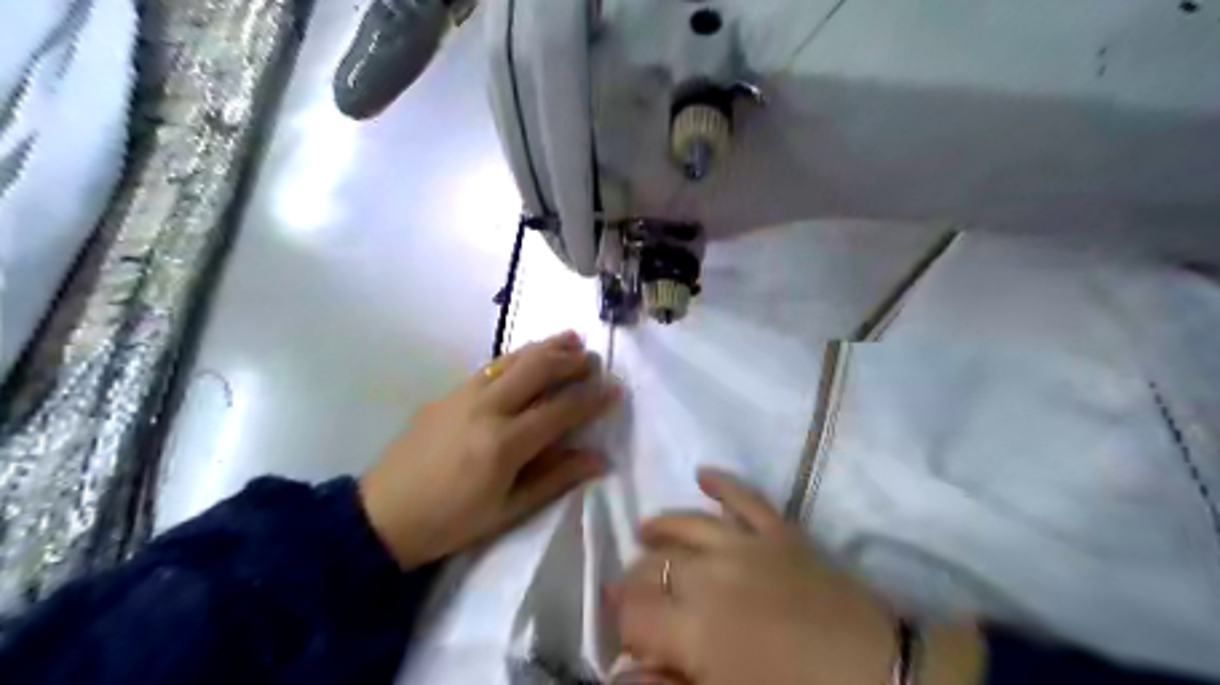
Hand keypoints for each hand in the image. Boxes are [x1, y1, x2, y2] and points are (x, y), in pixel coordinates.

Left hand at [359, 332, 614, 567]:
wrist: (382, 515)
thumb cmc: (450, 522)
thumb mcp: (508, 511)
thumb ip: (556, 479)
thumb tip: (600, 460)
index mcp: (504, 444)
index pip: (560, 410)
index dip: (592, 398)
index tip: (616, 388)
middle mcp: (486, 408)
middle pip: (537, 369)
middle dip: (571, 360)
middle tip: (595, 360)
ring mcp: (464, 395)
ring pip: (513, 359)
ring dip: (546, 347)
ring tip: (572, 339)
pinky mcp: (448, 392)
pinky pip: (492, 366)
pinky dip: (519, 356)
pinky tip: (530, 355)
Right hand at [616, 468, 985, 683]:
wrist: (883, 678)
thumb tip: (622, 677)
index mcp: (694, 627)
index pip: (633, 612)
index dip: (621, 623)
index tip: (623, 636)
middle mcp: (710, 574)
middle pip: (654, 566)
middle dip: (635, 580)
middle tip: (633, 593)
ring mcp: (746, 544)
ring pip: (687, 524)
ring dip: (661, 527)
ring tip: (644, 531)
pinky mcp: (780, 531)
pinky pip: (744, 496)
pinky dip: (723, 482)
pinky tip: (703, 473)